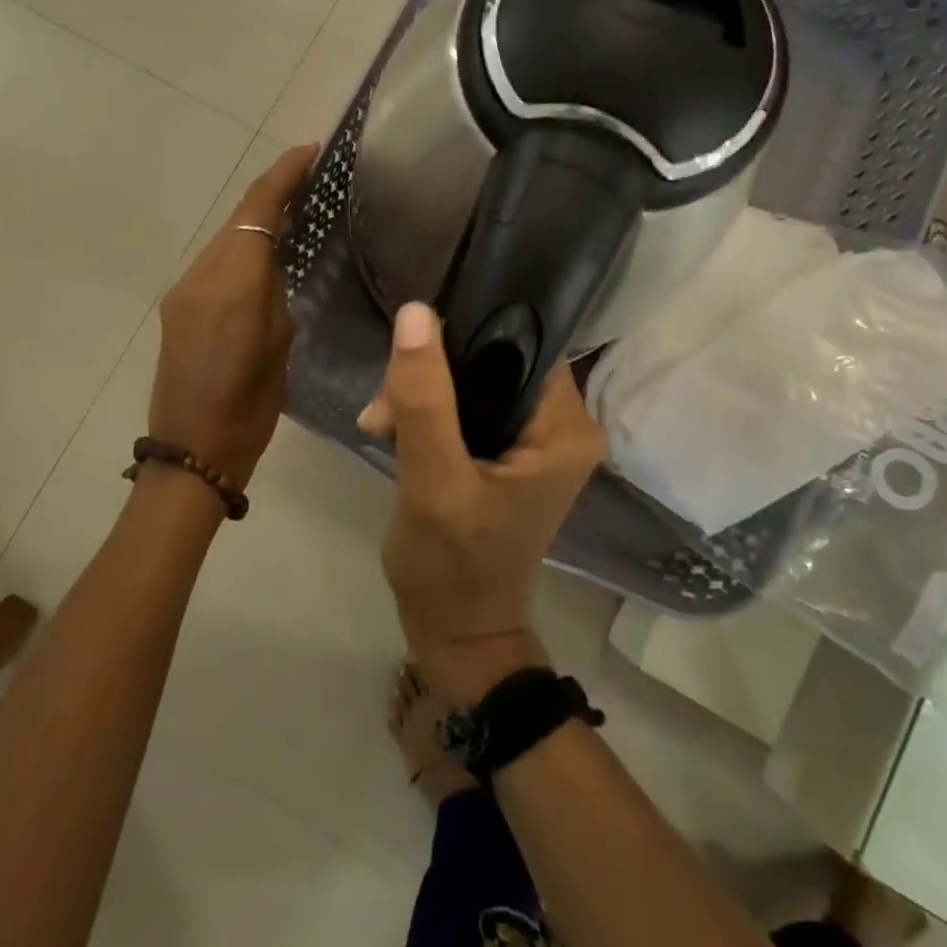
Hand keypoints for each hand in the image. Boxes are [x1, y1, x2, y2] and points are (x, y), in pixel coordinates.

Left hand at [147, 143, 316, 488]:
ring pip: (225, 239)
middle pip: (238, 218)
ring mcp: (184, 290)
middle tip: (310, 179)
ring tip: (294, 213)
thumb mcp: (281, 343)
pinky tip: (262, 257)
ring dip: (255, 221)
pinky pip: (214, 263)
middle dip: (272, 192)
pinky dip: (240, 249)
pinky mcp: (177, 307)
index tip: (310, 150)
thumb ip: (276, 291)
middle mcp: (202, 275)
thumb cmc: (251, 404)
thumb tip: (274, 263)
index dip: (284, 174)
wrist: (193, 448)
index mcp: (234, 282)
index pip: (258, 209)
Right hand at [359, 303, 606, 700]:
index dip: (466, 334)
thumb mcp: (433, 480)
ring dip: (422, 394)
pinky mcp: (508, 452)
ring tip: (380, 425)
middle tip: (384, 407)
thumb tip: (416, 311)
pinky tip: (390, 431)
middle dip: (432, 374)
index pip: (524, 342)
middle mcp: (562, 425)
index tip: (413, 353)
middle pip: (493, 360)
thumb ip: (425, 398)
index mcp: (566, 427)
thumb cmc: (451, 566)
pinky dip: (428, 414)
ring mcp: (536, 439)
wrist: (456, 635)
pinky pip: (467, 407)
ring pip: (473, 381)